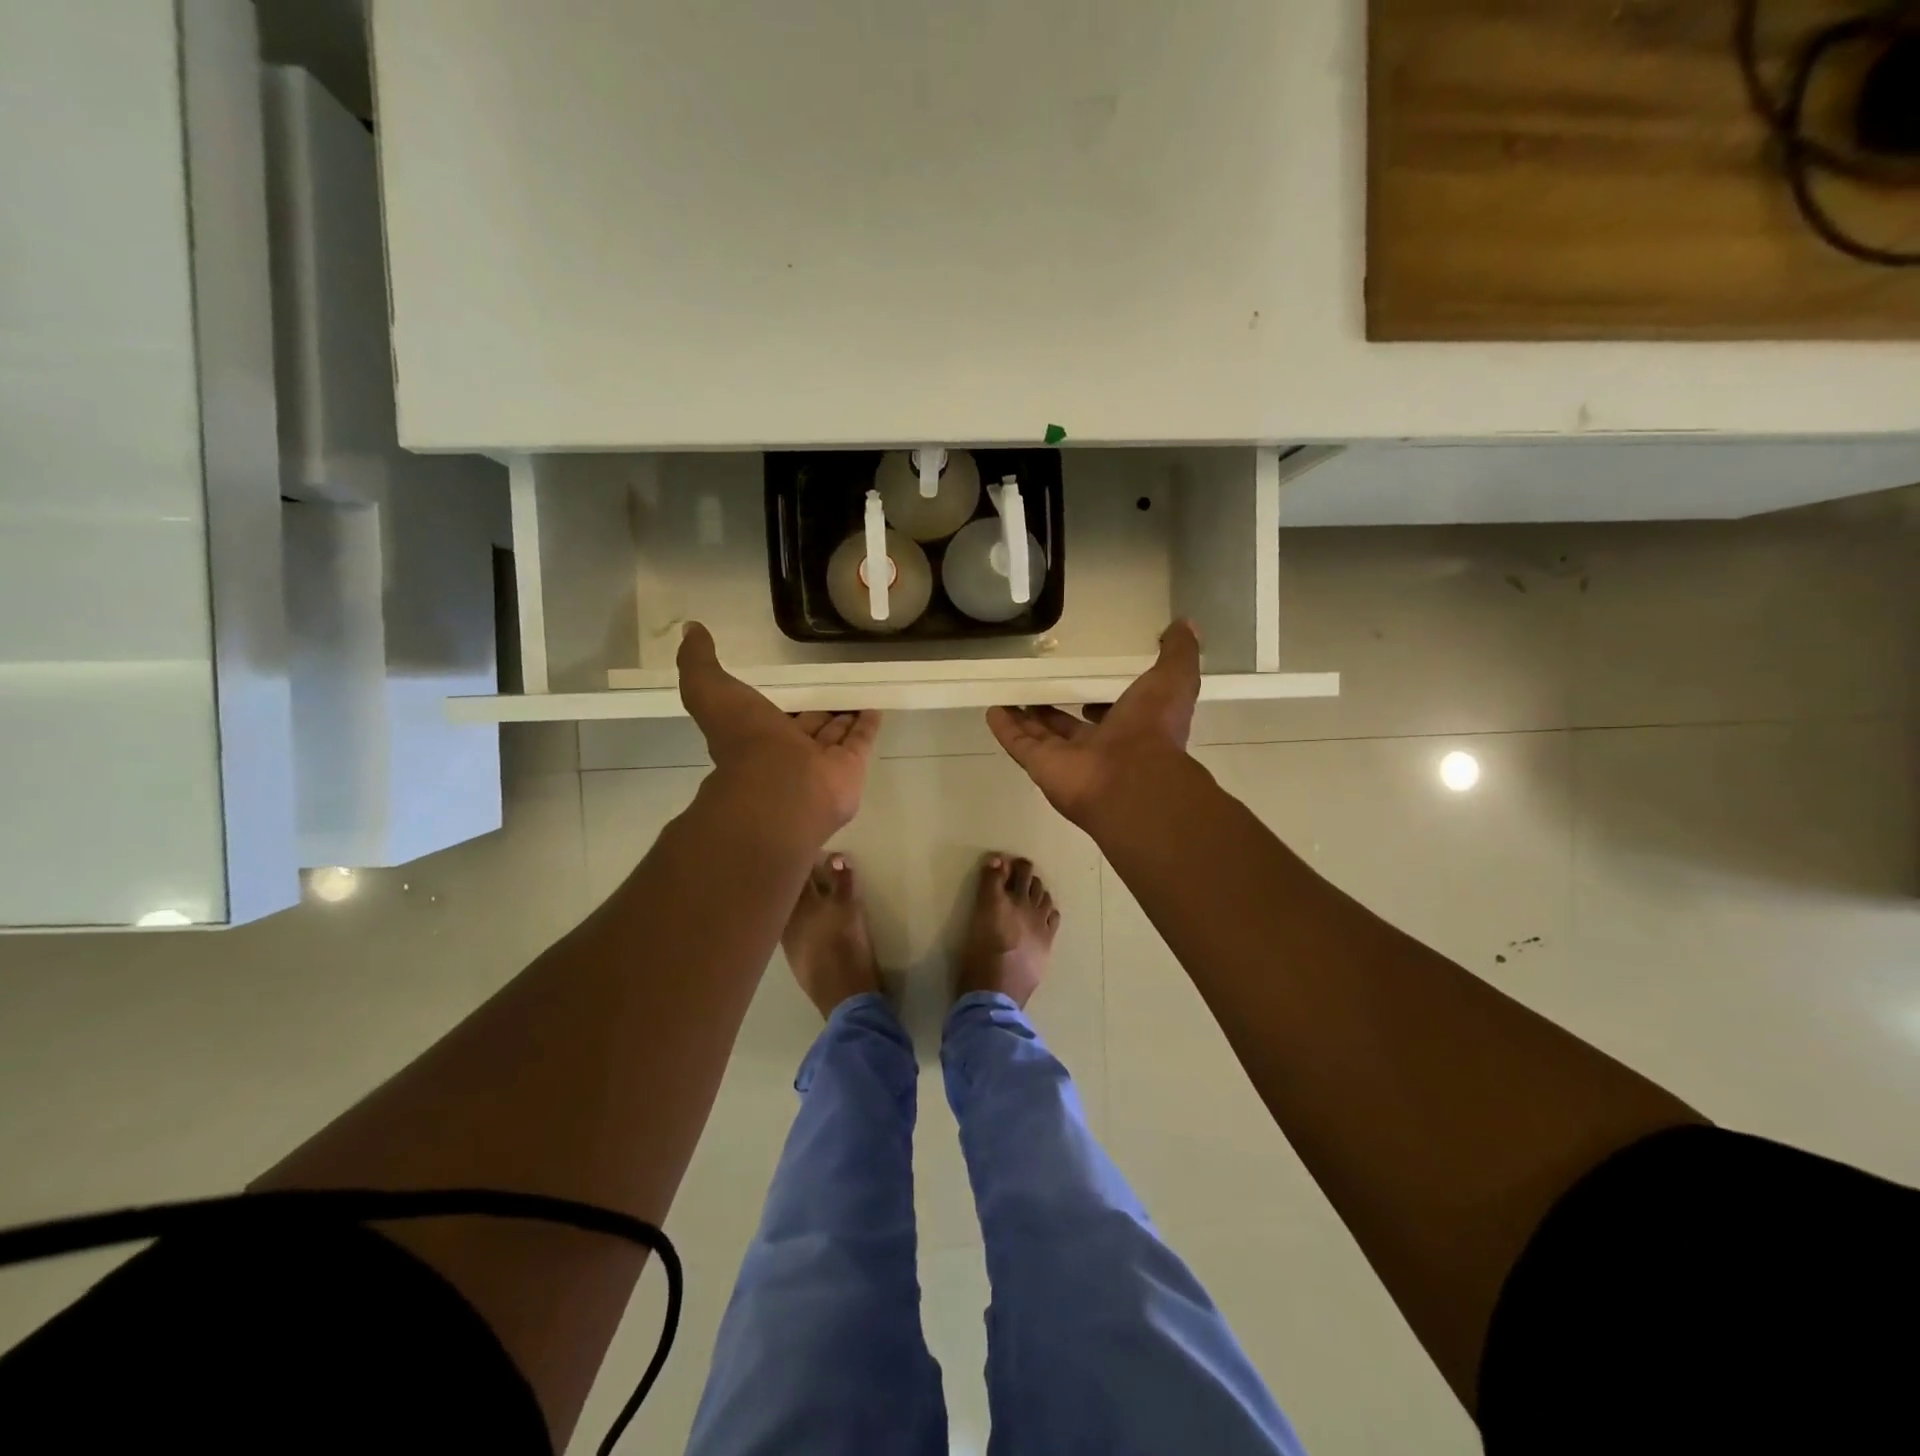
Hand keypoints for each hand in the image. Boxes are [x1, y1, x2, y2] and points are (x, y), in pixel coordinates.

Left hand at [677, 623, 880, 838]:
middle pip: (807, 725)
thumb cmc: (746, 740)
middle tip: (832, 687)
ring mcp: (821, 763)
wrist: (780, 788)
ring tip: (858, 692)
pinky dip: (867, 725)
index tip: (794, 682)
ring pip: (834, 733)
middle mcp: (789, 752)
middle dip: (818, 710)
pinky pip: (860, 741)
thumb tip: (690, 630)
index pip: (773, 716)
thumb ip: (698, 663)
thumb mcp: (710, 692)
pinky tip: (876, 706)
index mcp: (757, 737)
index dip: (783, 700)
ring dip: (844, 716)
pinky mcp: (850, 767)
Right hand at [986, 620, 1200, 824]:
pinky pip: (1019, 744)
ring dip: (1026, 718)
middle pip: (1069, 728)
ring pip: (1041, 736)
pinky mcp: (1041, 766)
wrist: (1131, 780)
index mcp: (1130, 729)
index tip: (1088, 686)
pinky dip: (1005, 729)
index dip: (1099, 703)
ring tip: (1008, 696)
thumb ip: (1178, 653)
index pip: (1111, 714)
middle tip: (1039, 690)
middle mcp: (1098, 747)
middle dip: (1055, 712)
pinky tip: (991, 710)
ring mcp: (1067, 760)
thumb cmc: (1152, 729)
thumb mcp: (1174, 680)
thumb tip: (1184, 625)